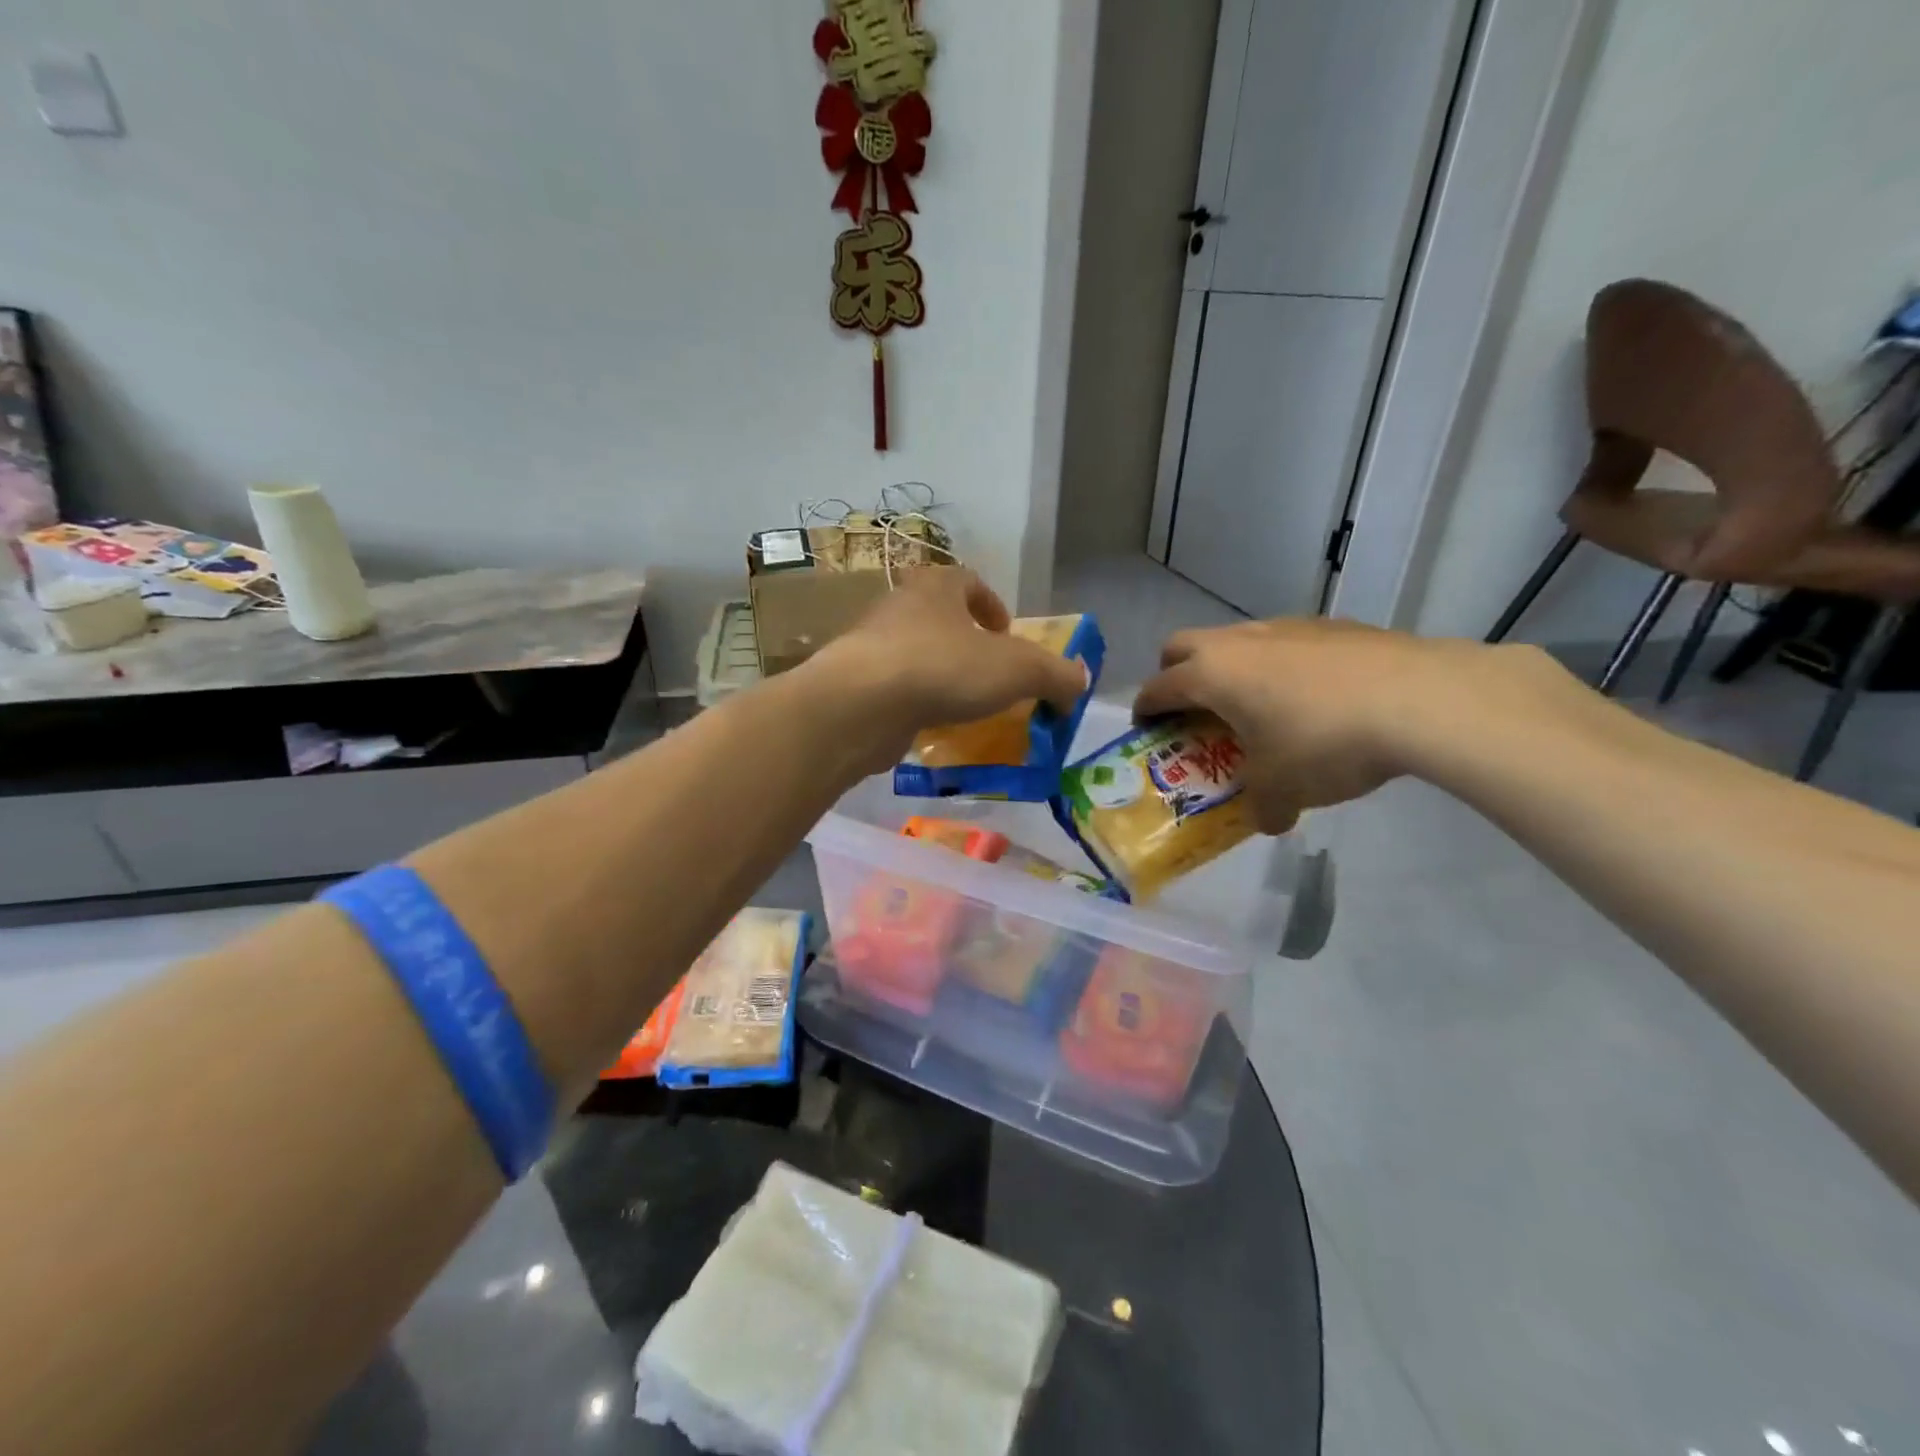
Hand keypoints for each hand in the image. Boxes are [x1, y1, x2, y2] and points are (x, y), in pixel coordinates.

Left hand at [807, 567, 1089, 769]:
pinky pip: (893, 689)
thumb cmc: (944, 668)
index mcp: (936, 587)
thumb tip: (1080, 682)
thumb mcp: (1019, 670)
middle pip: (937, 616)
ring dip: (938, 674)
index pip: (966, 580)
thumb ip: (1056, 675)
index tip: (1005, 632)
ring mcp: (870, 646)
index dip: (991, 604)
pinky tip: (928, 728)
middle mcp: (899, 607)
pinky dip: (914, 703)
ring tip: (962, 706)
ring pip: (913, 653)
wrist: (862, 704)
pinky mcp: (855, 685)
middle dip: (964, 642)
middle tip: (987, 674)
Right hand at [1134, 618, 1482, 832]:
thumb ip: (1263, 807)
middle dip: (1176, 674)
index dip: (1146, 709)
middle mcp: (1239, 642)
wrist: (1420, 699)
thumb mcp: (1284, 789)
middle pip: (1183, 645)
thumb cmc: (1324, 742)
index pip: (1158, 686)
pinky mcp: (1331, 626)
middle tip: (1192, 711)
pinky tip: (1315, 699)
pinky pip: (1286, 643)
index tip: (1147, 729)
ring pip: (1237, 640)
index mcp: (1211, 674)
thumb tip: (1269, 820)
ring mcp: (1286, 627)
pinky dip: (1281, 666)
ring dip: (1232, 669)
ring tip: (1258, 707)